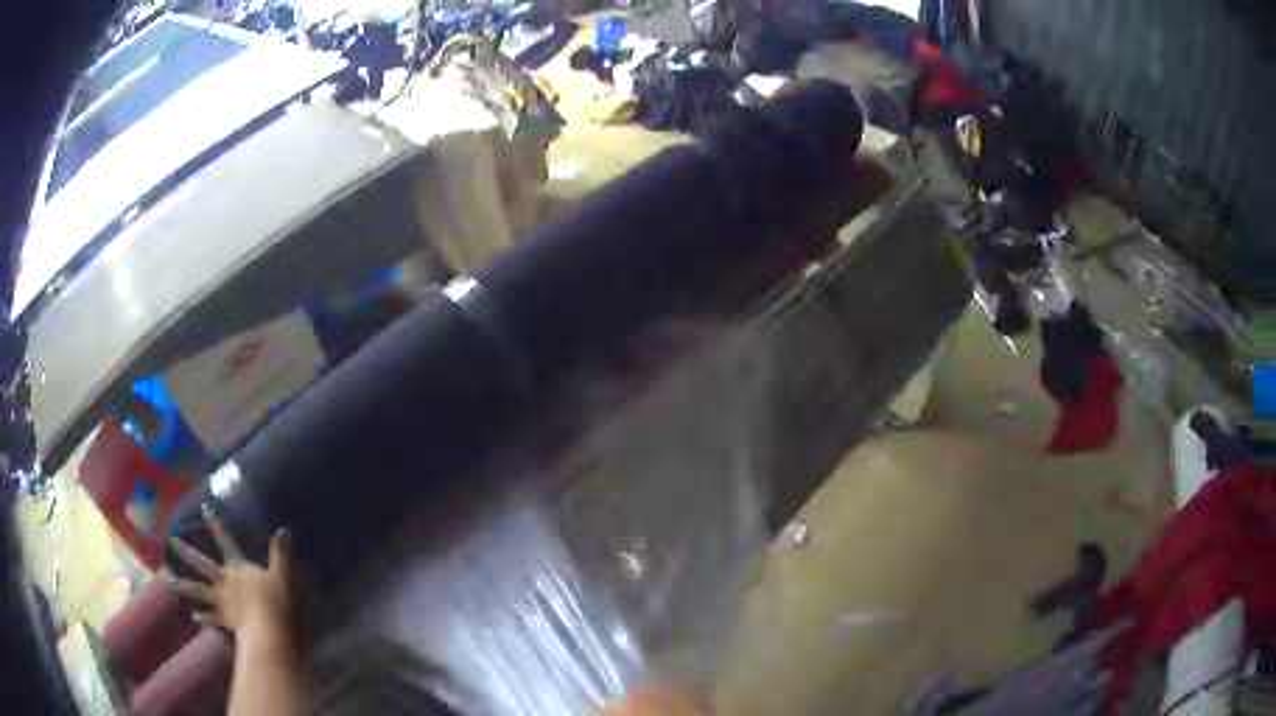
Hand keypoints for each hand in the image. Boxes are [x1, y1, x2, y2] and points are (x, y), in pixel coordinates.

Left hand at [171, 505, 294, 632]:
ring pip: (199, 591)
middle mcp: (224, 580)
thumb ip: (280, 554)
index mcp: (237, 567)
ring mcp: (222, 601)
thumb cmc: (274, 602)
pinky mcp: (225, 621)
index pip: (225, 540)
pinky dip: (202, 617)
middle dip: (187, 552)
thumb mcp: (282, 576)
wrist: (267, 633)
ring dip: (185, 586)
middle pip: (202, 564)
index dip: (215, 524)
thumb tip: (283, 530)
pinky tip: (194, 616)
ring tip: (171, 582)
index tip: (204, 508)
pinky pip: (211, 618)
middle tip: (172, 542)